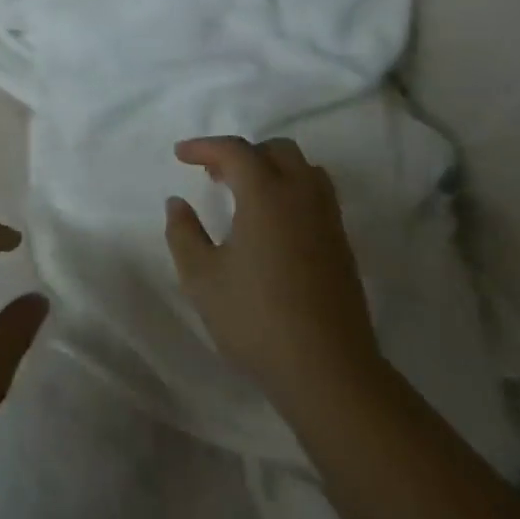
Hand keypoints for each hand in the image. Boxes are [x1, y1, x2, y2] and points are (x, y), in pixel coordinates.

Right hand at [164, 136, 383, 408]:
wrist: (329, 372)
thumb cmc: (256, 320)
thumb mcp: (202, 278)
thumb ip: (184, 234)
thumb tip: (177, 204)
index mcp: (266, 195)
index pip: (236, 151)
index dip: (205, 146)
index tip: (180, 155)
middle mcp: (302, 196)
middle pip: (277, 150)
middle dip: (242, 153)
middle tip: (214, 174)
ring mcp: (328, 221)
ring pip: (304, 169)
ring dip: (271, 168)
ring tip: (245, 194)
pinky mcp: (342, 246)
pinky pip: (317, 195)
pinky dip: (291, 190)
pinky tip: (272, 224)